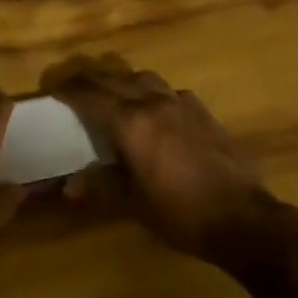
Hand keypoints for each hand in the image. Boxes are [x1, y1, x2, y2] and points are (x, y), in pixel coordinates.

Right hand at [51, 58, 279, 263]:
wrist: (244, 220)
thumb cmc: (182, 213)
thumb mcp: (134, 204)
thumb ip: (100, 187)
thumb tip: (68, 186)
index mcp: (130, 122)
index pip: (90, 94)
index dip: (68, 90)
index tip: (53, 91)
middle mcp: (152, 102)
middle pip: (113, 79)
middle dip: (90, 81)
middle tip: (74, 90)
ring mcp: (181, 103)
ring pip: (143, 77)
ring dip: (122, 81)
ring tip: (114, 96)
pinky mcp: (203, 112)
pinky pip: (170, 91)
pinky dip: (154, 94)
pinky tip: (157, 112)